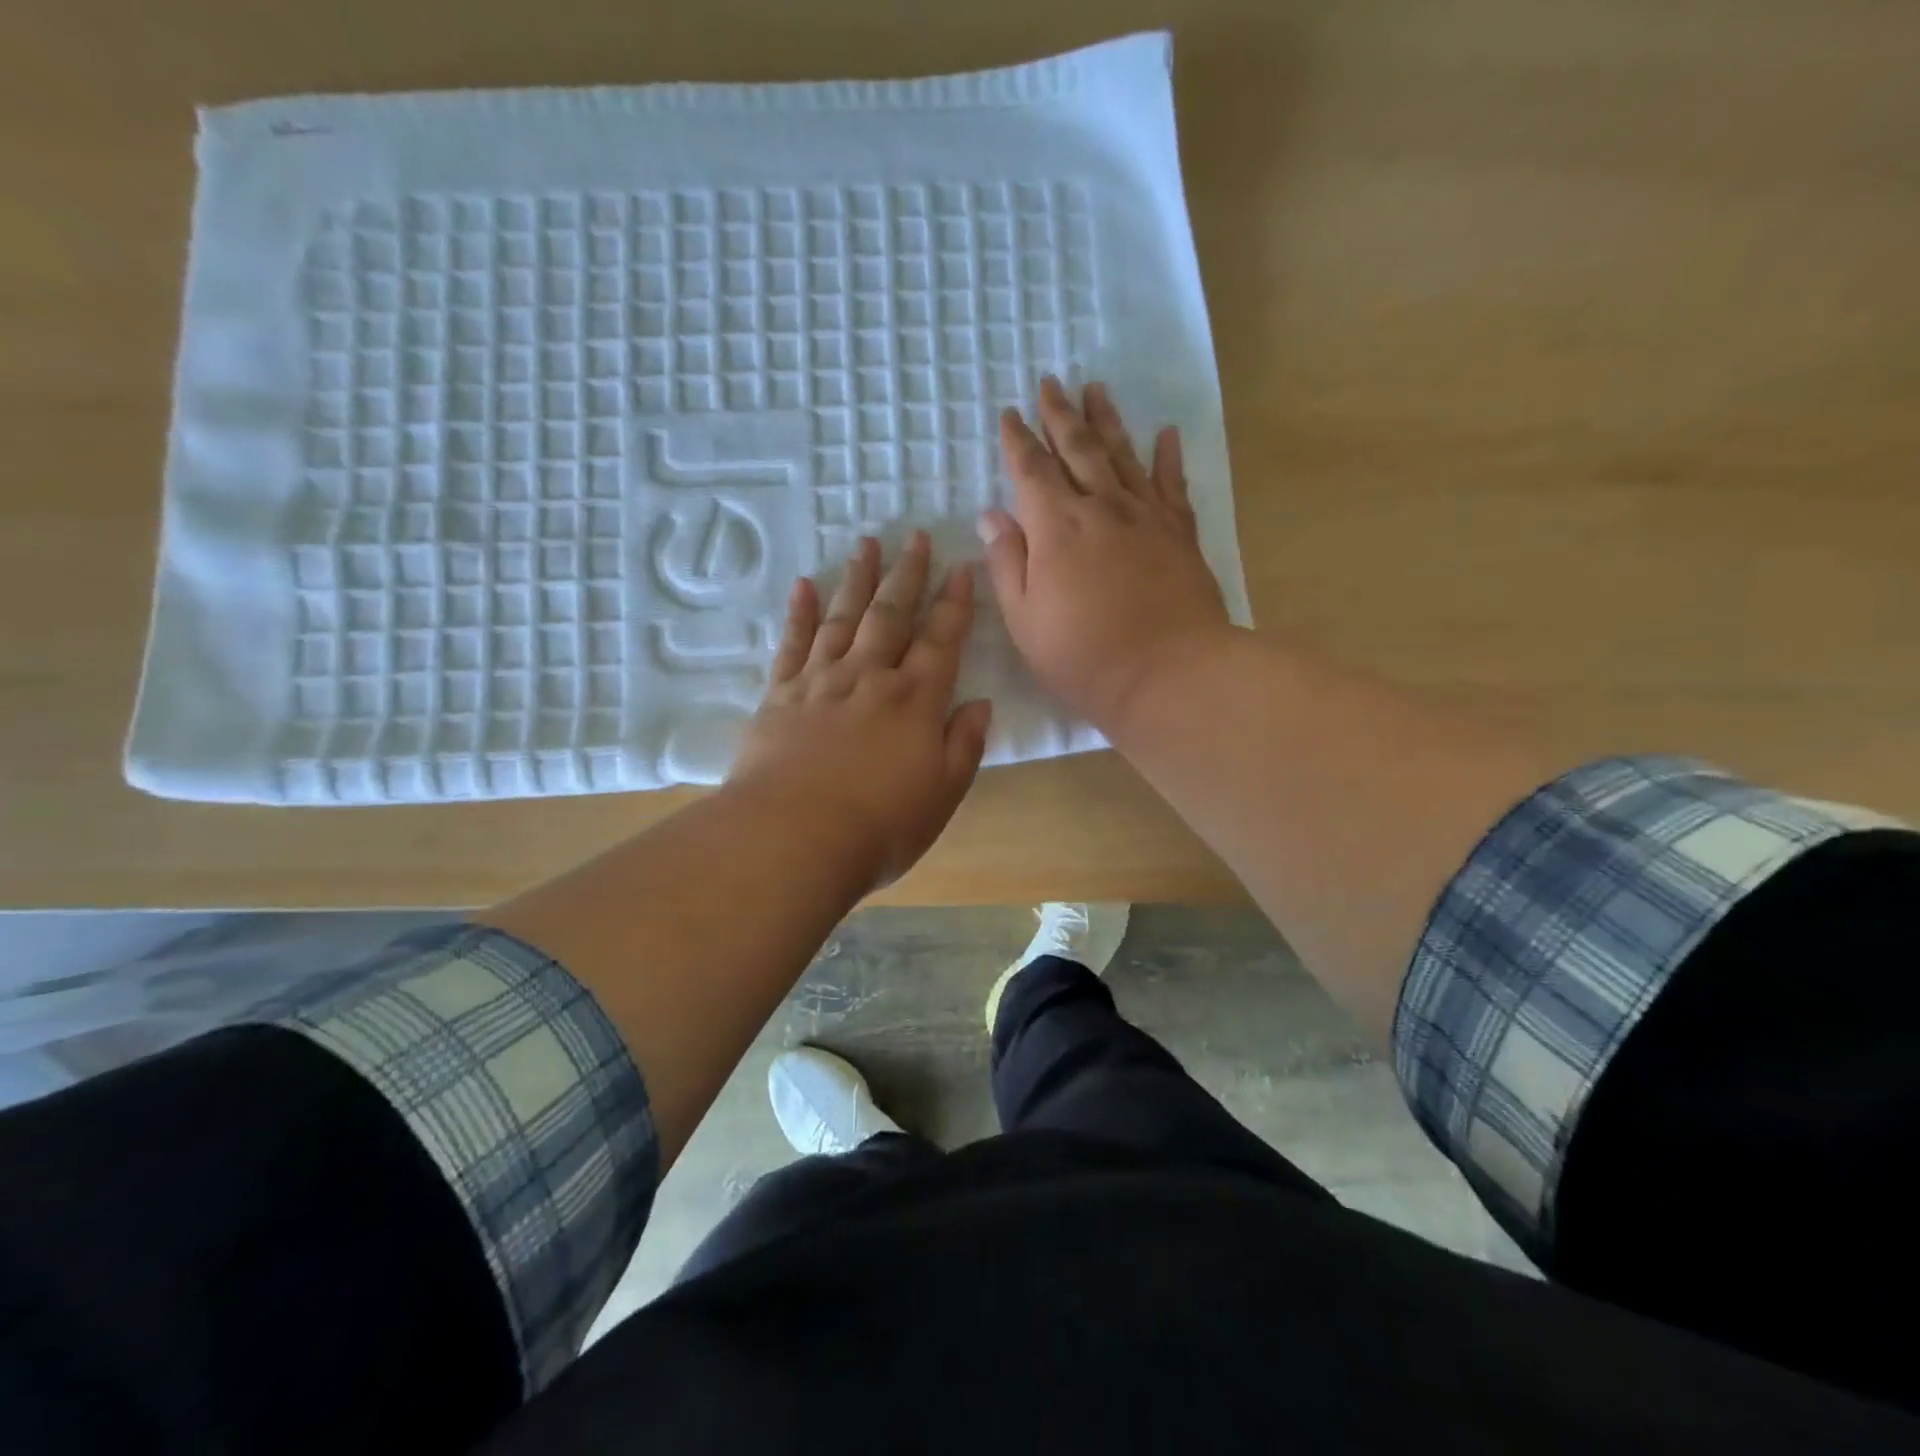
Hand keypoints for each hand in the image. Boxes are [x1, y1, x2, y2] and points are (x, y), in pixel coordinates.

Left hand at [727, 530, 992, 891]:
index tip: (961, 567)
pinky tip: (804, 585)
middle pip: (892, 614)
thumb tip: (979, 703)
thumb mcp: (942, 794)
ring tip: (867, 543)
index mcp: (915, 700)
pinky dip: (799, 612)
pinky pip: (792, 643)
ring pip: (844, 617)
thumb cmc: (879, 826)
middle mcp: (870, 677)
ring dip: (858, 579)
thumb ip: (963, 744)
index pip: (941, 639)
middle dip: (908, 574)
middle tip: (915, 535)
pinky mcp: (780, 695)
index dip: (954, 602)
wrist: (793, 837)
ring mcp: (821, 681)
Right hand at [977, 376, 1231, 732]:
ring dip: (1106, 420)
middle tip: (1049, 382)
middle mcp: (1101, 507)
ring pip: (1122, 454)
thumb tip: (992, 515)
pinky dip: (1167, 456)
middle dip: (1059, 414)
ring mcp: (1145, 515)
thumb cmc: (1084, 657)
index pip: (1031, 470)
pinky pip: (1172, 483)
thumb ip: (1006, 563)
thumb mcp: (1025, 620)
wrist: (1168, 674)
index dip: (1017, 440)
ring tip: (1095, 389)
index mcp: (1056, 527)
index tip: (1010, 413)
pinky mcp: (1180, 532)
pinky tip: (1165, 433)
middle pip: (1077, 447)